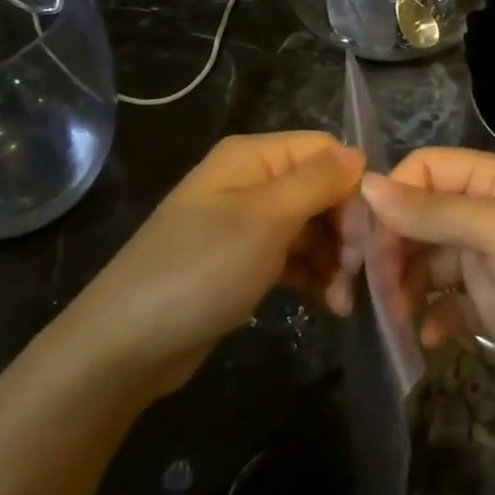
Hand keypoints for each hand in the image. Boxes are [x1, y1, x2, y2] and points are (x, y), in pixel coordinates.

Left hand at [73, 132, 364, 394]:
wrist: (128, 343)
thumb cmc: (201, 270)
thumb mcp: (264, 220)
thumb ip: (317, 181)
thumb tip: (359, 154)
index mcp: (253, 157)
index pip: (325, 151)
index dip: (353, 187)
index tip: (367, 237)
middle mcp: (251, 181)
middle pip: (322, 190)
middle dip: (346, 230)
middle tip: (358, 275)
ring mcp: (246, 223)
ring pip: (312, 228)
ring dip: (335, 260)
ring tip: (343, 301)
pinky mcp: (243, 262)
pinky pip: (293, 257)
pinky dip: (314, 276)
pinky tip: (329, 305)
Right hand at [354, 147, 494, 416]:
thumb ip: (431, 210)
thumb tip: (366, 184)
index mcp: (494, 181)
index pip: (424, 170)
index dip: (391, 199)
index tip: (367, 241)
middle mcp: (487, 215)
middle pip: (418, 219)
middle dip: (391, 250)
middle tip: (374, 288)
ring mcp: (488, 263)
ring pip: (425, 263)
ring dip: (404, 288)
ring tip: (397, 318)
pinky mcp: (491, 307)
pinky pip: (444, 304)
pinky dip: (430, 318)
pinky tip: (428, 339)